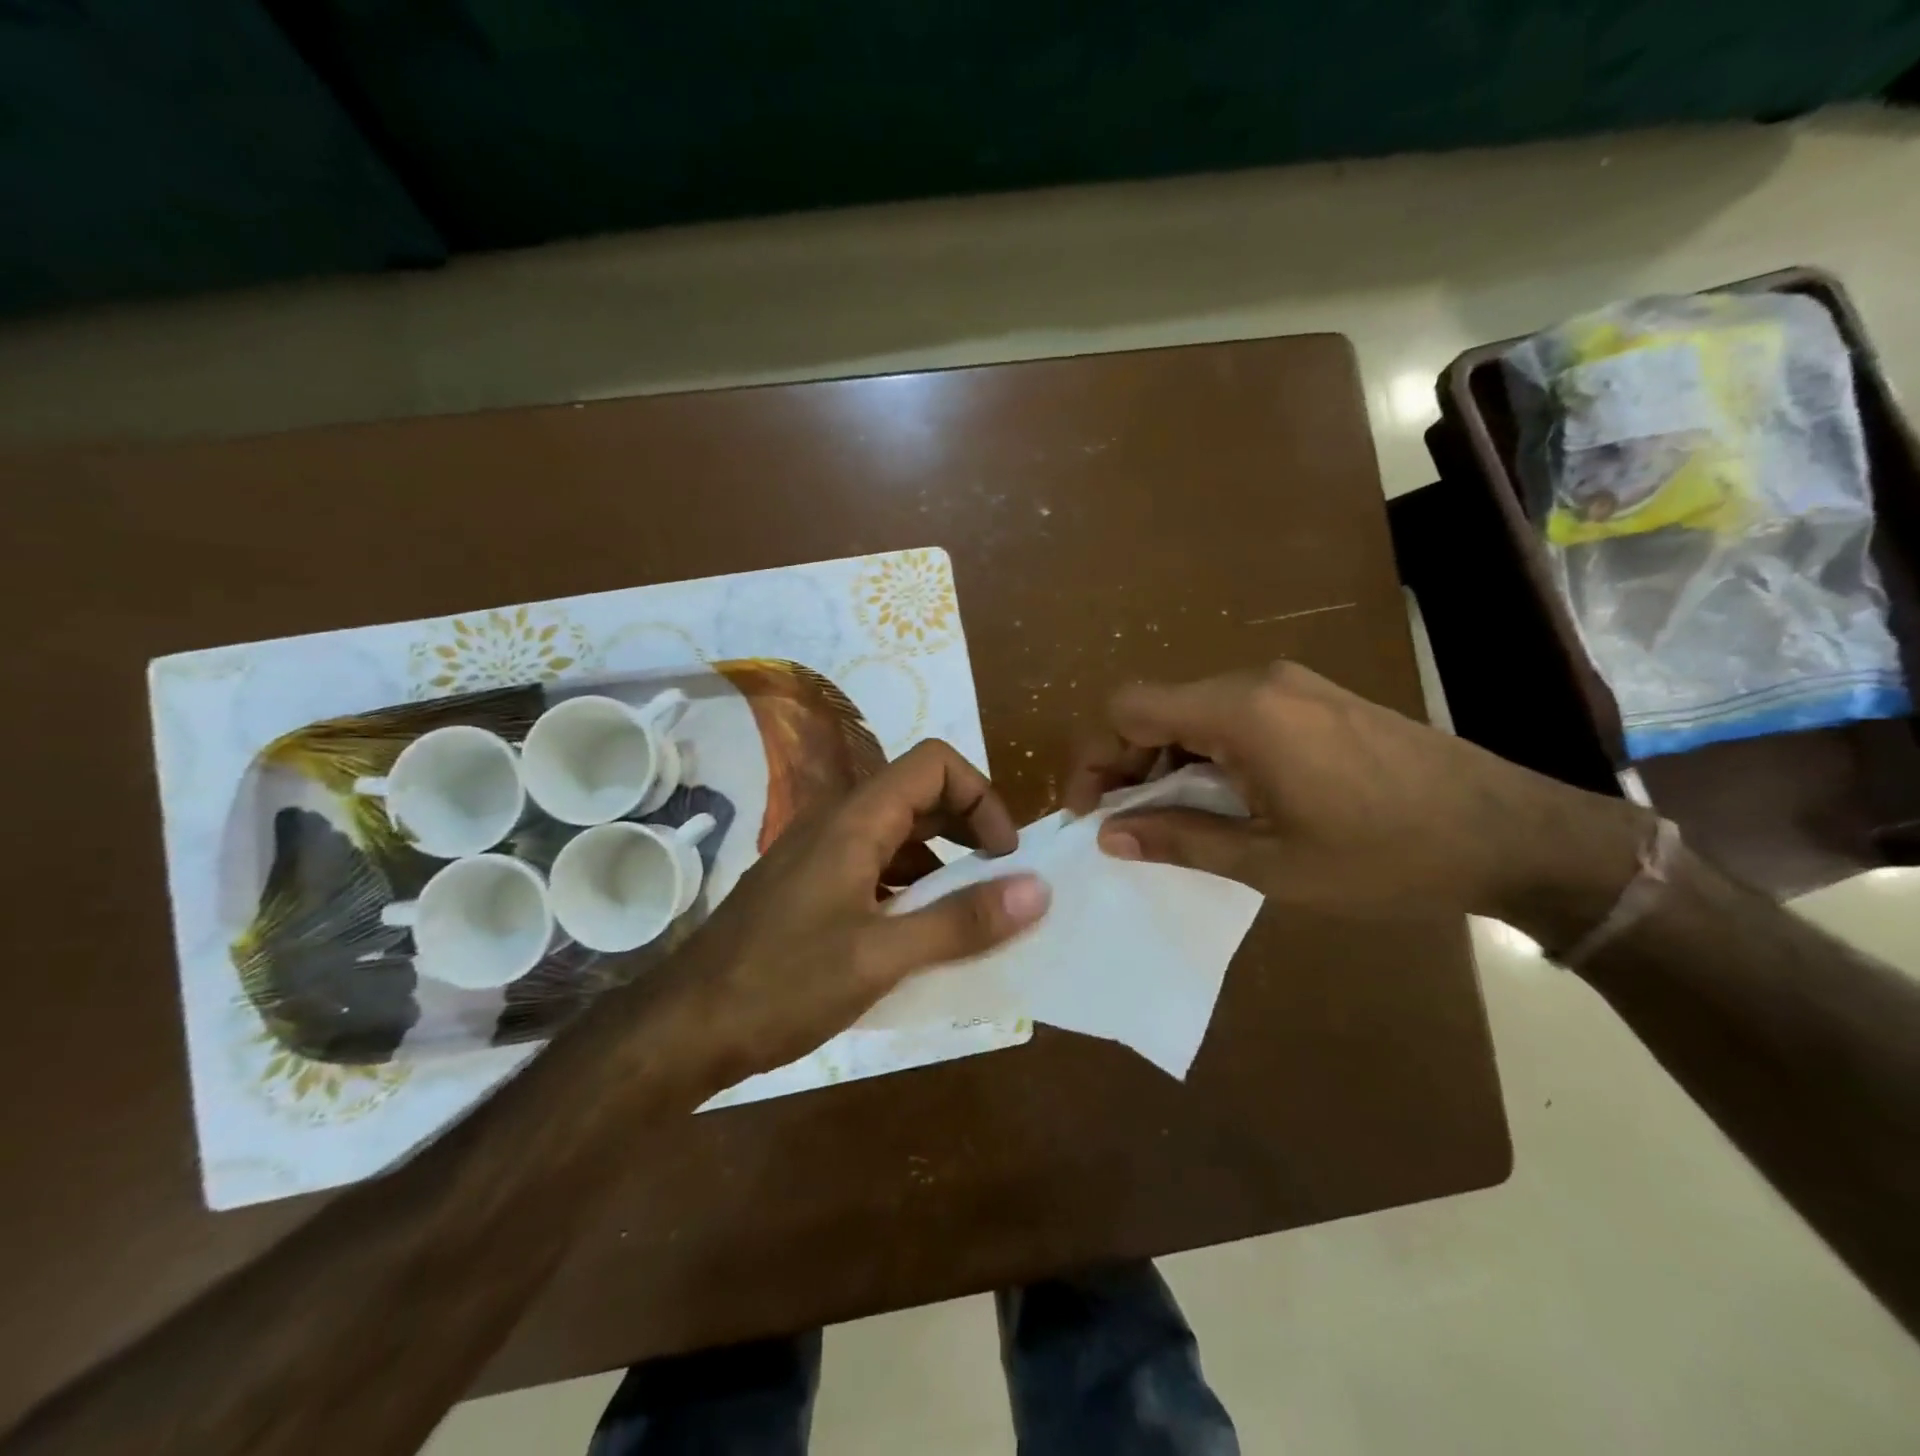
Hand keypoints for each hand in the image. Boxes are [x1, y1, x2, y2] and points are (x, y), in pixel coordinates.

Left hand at [657, 740, 1050, 1087]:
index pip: (934, 763)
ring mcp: (818, 855)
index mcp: (854, 820)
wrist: (682, 1029)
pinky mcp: (808, 888)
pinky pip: (873, 867)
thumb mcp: (882, 957)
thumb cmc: (782, 985)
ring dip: (941, 862)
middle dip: (969, 828)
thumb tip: (1038, 889)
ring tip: (968, 915)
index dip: (981, 796)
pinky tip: (918, 936)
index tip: (1004, 856)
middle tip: (998, 883)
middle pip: (918, 793)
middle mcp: (836, 822)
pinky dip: (910, 888)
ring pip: (896, 834)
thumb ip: (961, 922)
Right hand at [1065, 662, 1649, 927]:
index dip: (1095, 757)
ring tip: (1173, 821)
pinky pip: (1233, 717)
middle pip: (1156, 707)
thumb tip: (1109, 836)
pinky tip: (1224, 800)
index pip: (1128, 708)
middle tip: (1125, 825)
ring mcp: (1290, 686)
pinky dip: (1207, 755)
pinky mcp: (1314, 699)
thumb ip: (1180, 840)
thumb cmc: (1384, 856)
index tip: (1091, 812)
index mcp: (1239, 712)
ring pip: (1193, 712)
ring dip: (1167, 762)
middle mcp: (1256, 681)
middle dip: (1126, 764)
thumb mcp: (1270, 863)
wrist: (1512, 836)